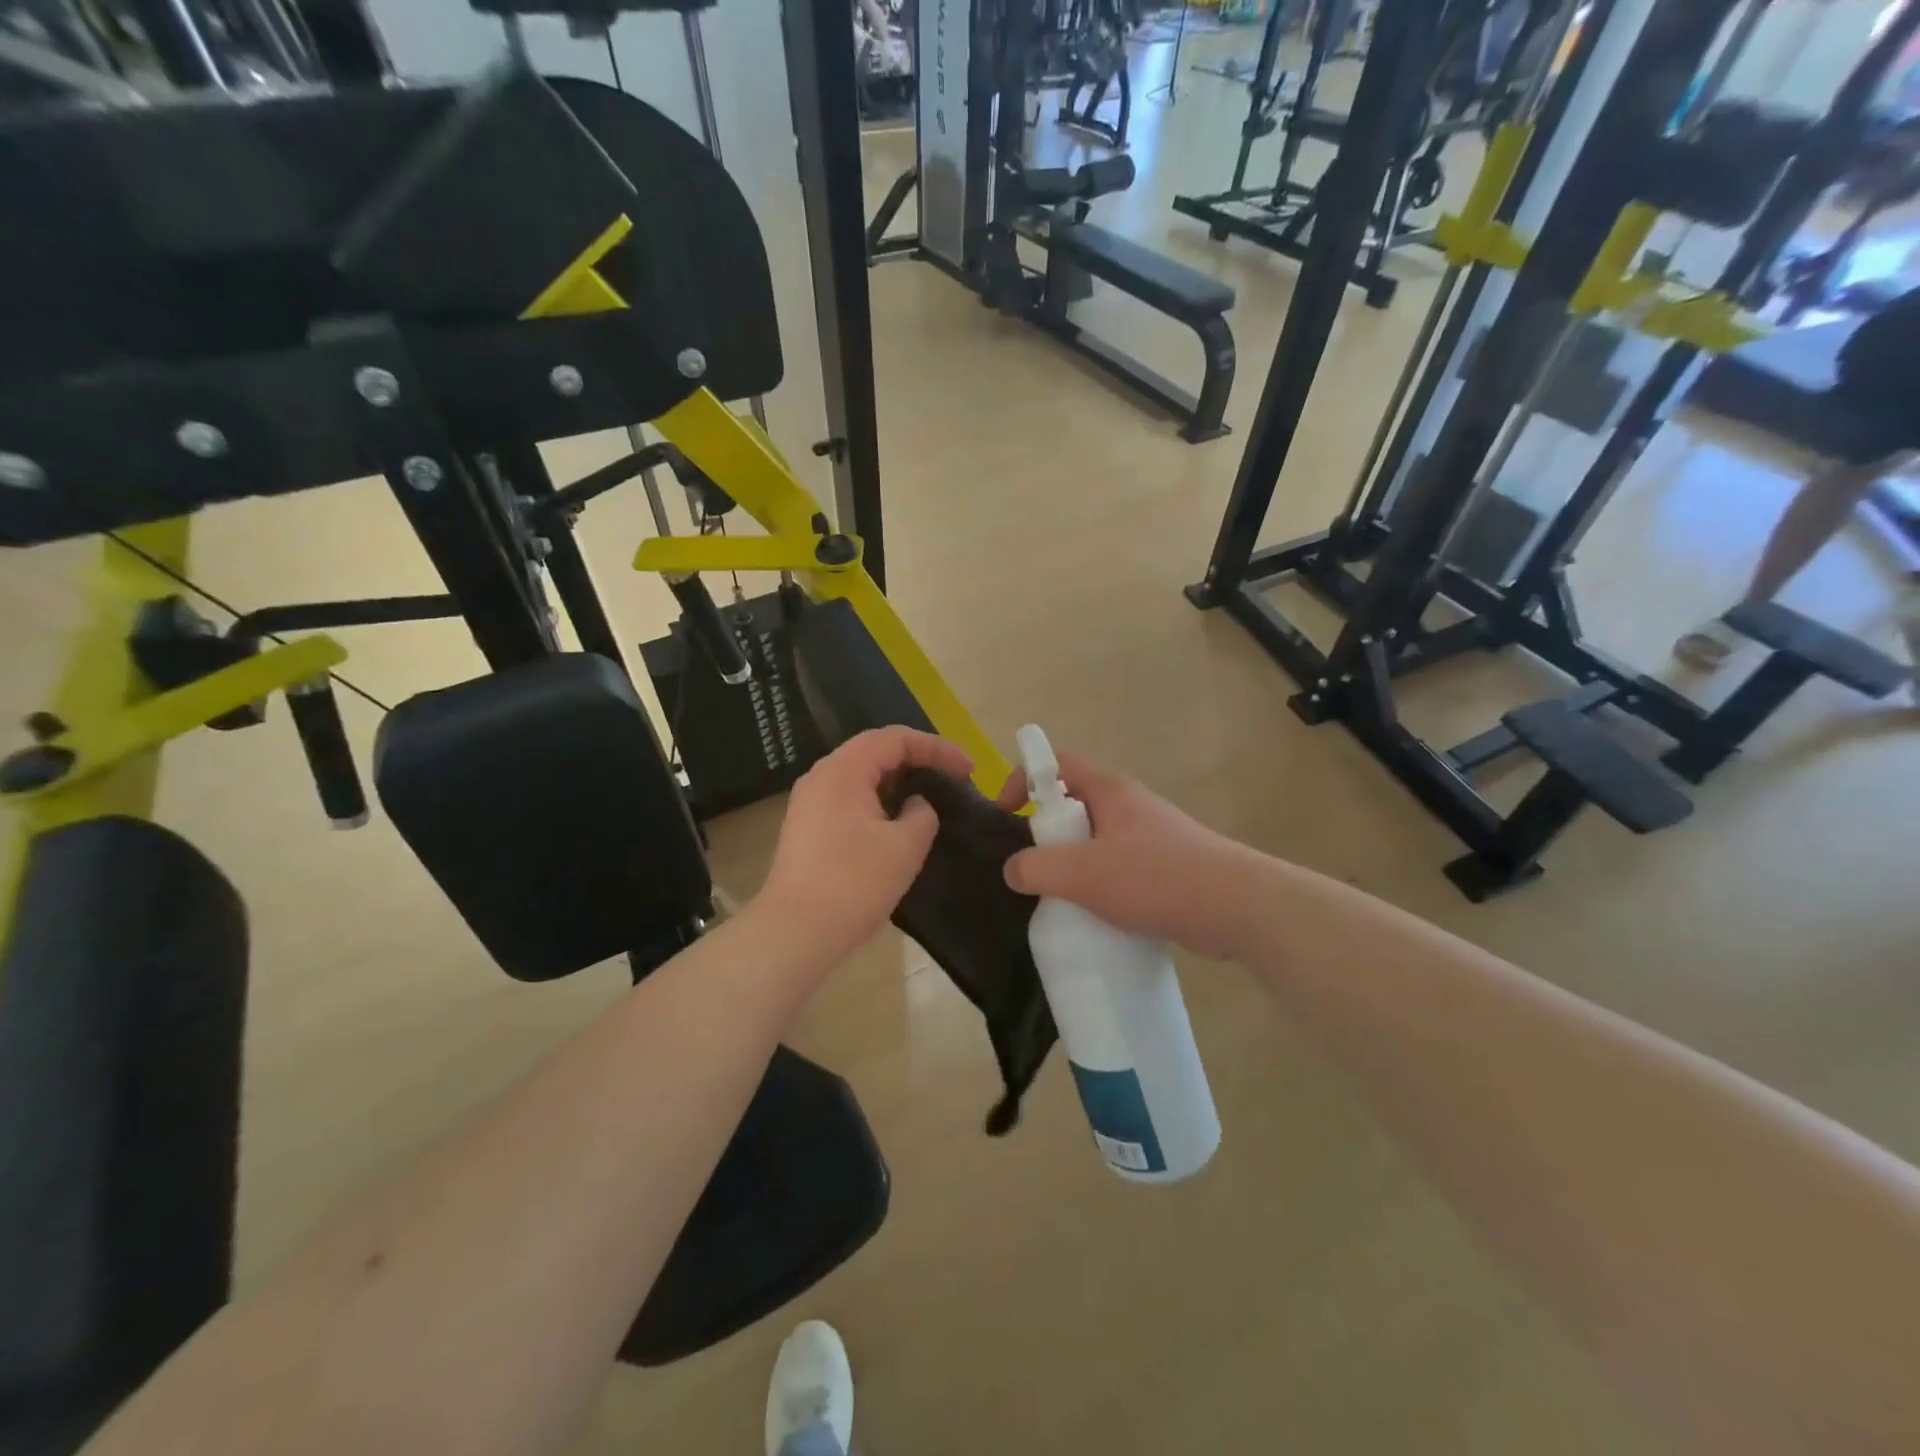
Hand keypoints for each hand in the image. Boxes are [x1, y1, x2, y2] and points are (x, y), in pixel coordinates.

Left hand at [756, 727, 973, 966]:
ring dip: (899, 782)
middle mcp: (822, 776)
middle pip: (876, 751)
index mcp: (844, 770)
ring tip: (932, 798)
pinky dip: (880, 801)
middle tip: (954, 779)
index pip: (895, 738)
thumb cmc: (854, 883)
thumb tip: (916, 805)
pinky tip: (900, 823)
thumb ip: (922, 813)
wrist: (795, 932)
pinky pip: (850, 799)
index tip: (969, 769)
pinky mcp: (808, 828)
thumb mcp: (905, 845)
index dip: (937, 748)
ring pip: (862, 776)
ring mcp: (810, 802)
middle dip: (919, 760)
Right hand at [998, 752, 1258, 959]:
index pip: (1057, 765)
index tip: (1006, 815)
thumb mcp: (1084, 873)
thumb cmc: (1156, 877)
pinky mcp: (1165, 866)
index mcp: (1110, 791)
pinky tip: (1096, 914)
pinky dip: (1100, 884)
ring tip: (1060, 897)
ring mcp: (1150, 835)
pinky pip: (1118, 867)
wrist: (1237, 907)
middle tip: (1033, 867)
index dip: (1025, 779)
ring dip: (1073, 864)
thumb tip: (1012, 870)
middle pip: (1074, 804)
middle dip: (1047, 832)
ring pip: (1095, 840)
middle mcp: (1129, 805)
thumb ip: (1037, 869)